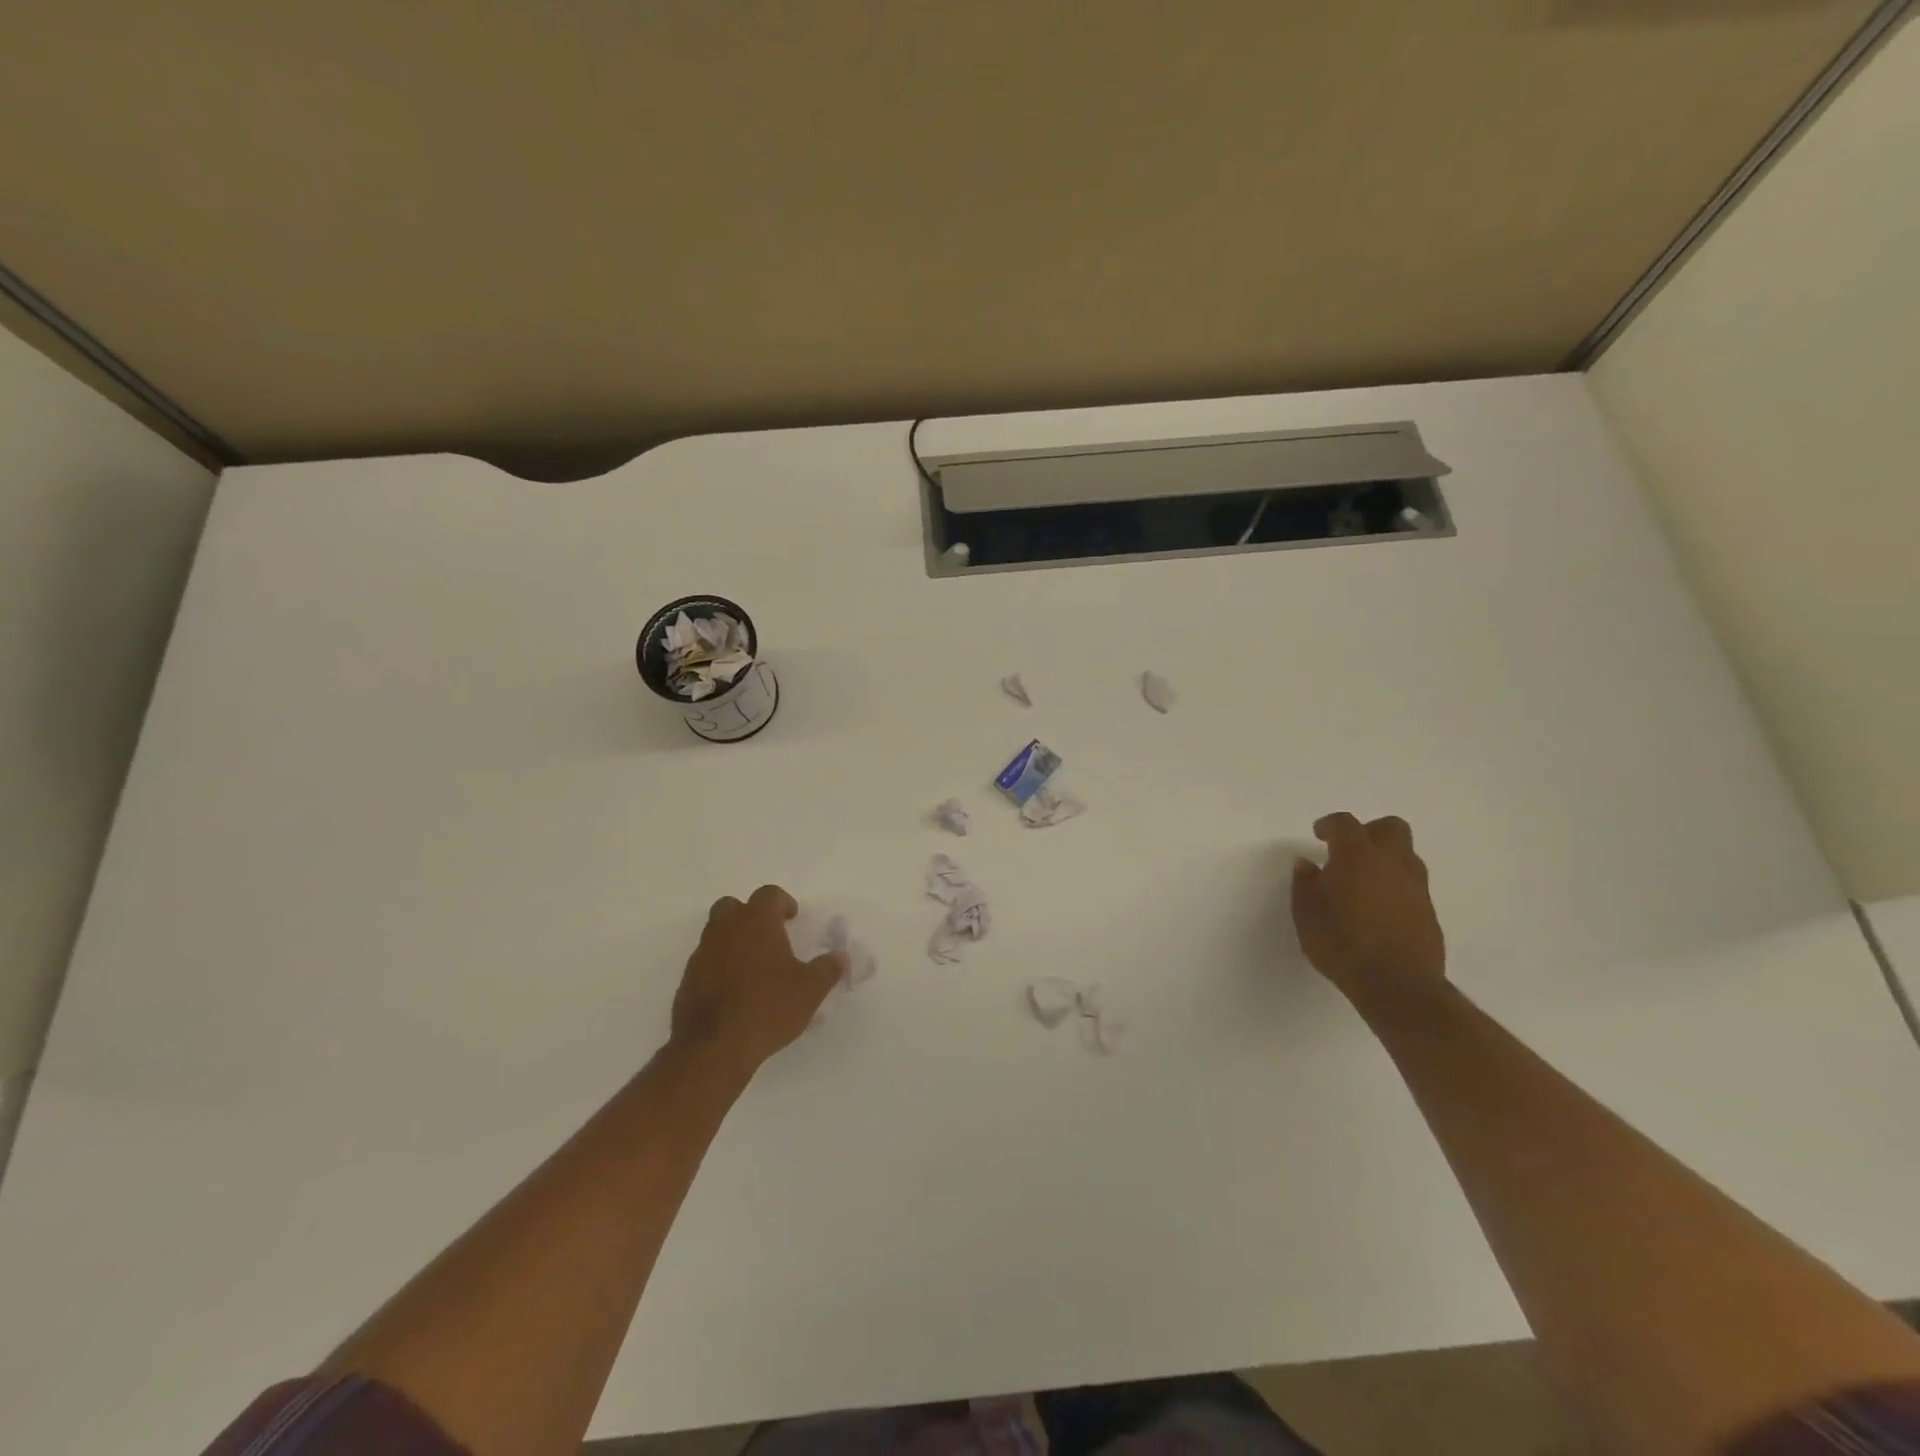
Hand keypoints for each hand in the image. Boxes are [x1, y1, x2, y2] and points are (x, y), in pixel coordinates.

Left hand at [671, 885, 844, 1074]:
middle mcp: (725, 930)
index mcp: (756, 921)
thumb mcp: (810, 989)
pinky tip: (735, 991)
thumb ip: (827, 968)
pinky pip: (706, 962)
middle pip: (733, 906)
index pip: (769, 895)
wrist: (714, 1047)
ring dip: (733, 941)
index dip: (783, 902)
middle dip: (750, 915)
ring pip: (716, 933)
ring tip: (754, 966)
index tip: (793, 917)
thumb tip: (841, 957)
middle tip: (769, 935)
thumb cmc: (768, 1007)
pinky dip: (719, 966)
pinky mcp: (687, 980)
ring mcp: (702, 954)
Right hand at [1290, 812, 1445, 1007]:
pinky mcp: (1429, 911)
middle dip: (1369, 831)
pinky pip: (1412, 883)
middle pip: (1390, 828)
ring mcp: (1416, 886)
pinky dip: (1394, 884)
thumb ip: (1305, 884)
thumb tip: (1306, 864)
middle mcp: (1392, 863)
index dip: (1330, 825)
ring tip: (1362, 880)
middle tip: (1347, 850)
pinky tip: (1377, 906)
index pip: (1346, 824)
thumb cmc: (1342, 944)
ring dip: (1385, 858)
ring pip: (1405, 855)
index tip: (1319, 834)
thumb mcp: (1307, 914)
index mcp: (1358, 856)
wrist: (1397, 986)